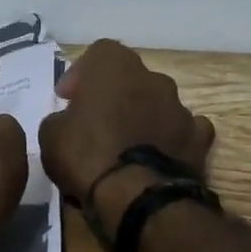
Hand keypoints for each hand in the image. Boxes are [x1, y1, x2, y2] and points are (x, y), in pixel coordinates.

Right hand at [38, 39, 215, 207]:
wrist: (140, 198)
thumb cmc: (88, 156)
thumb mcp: (50, 135)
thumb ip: (60, 119)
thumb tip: (68, 122)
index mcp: (115, 66)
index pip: (98, 53)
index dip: (81, 74)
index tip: (68, 99)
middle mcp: (152, 78)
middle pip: (130, 78)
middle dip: (114, 95)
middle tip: (95, 121)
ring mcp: (181, 107)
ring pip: (157, 103)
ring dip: (142, 117)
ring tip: (126, 146)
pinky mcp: (200, 139)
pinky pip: (183, 130)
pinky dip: (170, 139)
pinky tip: (157, 157)